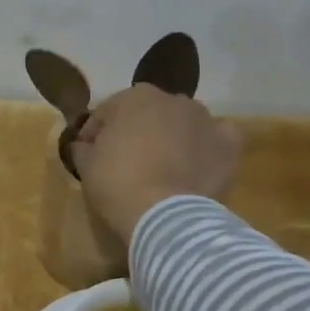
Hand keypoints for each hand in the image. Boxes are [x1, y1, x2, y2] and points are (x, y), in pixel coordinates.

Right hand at [70, 84, 241, 240]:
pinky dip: (210, 144)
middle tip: (127, 162)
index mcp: (134, 97)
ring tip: (165, 166)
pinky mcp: (227, 143)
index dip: (95, 134)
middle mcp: (173, 99)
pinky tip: (201, 161)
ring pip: (183, 123)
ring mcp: (204, 119)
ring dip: (173, 136)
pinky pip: (218, 137)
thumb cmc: (118, 183)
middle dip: (137, 132)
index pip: (107, 113)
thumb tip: (82, 145)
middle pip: (148, 114)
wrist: (164, 213)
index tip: (88, 155)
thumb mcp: (86, 166)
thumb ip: (82, 148)